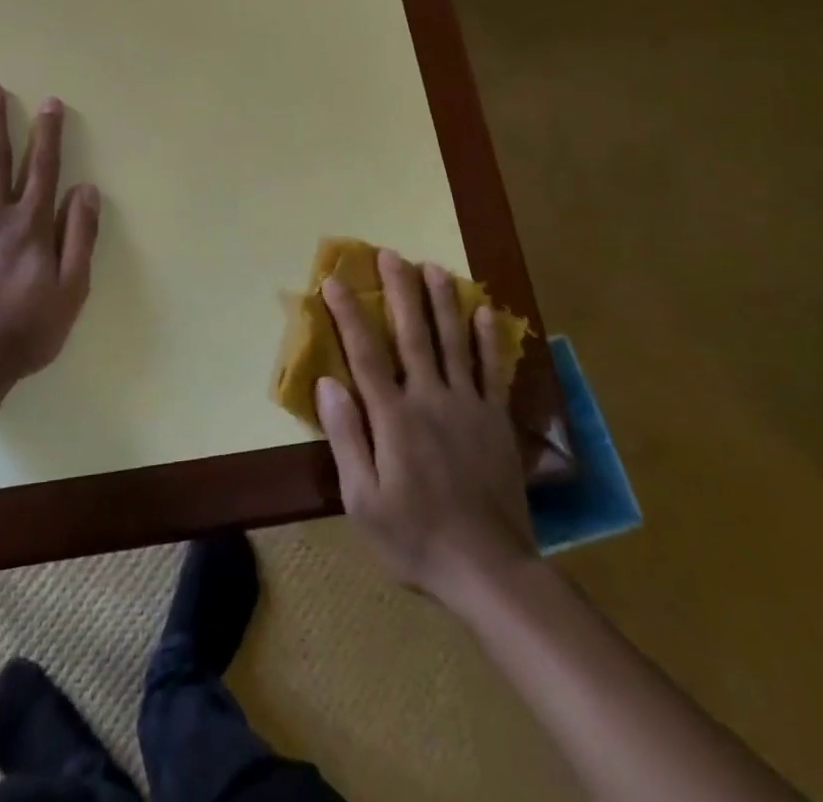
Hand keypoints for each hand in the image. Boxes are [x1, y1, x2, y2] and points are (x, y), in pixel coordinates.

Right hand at [316, 248, 536, 607]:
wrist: (489, 569)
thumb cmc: (415, 537)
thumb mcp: (363, 500)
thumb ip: (346, 438)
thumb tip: (327, 384)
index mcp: (393, 418)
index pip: (364, 353)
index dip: (348, 314)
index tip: (334, 280)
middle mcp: (430, 399)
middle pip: (412, 334)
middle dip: (399, 290)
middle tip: (391, 254)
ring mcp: (468, 405)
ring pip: (453, 341)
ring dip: (442, 301)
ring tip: (434, 266)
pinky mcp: (495, 419)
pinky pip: (492, 370)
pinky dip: (489, 339)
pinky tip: (486, 311)